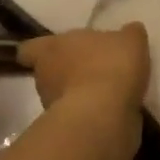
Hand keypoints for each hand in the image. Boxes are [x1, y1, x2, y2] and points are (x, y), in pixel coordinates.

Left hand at [17, 24, 149, 155]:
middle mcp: (44, 77)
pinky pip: (79, 115)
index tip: (57, 51)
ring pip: (63, 94)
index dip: (41, 50)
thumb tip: (130, 31)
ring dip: (80, 92)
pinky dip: (91, 112)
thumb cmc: (109, 66)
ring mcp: (52, 106)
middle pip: (49, 71)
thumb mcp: (130, 40)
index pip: (29, 49)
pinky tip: (113, 108)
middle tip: (93, 67)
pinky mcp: (68, 128)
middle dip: (67, 71)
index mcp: (50, 48)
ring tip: (107, 90)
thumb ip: (128, 34)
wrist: (105, 116)